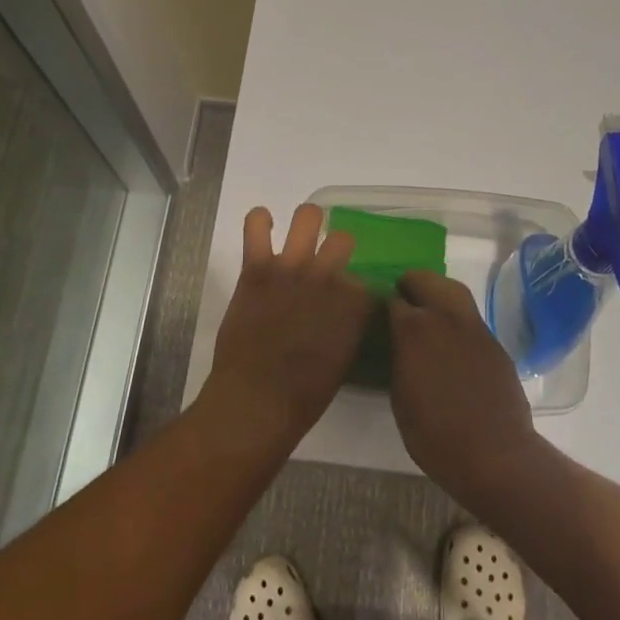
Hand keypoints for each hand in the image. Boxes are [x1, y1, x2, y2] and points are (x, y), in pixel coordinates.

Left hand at [199, 205, 370, 444]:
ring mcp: (292, 269)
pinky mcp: (257, 268)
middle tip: (326, 260)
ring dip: (307, 222)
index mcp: (354, 304)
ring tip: (301, 232)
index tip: (347, 297)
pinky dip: (259, 220)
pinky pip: (256, 226)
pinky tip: (263, 225)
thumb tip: (346, 313)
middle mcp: (328, 278)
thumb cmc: (303, 395)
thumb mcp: (343, 361)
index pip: (364, 279)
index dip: (355, 287)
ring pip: (308, 217)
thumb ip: (348, 327)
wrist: (256, 401)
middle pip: (343, 239)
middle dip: (337, 248)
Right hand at [388, 271, 542, 503]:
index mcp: (414, 329)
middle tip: (403, 296)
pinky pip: (471, 318)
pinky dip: (457, 318)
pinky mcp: (494, 342)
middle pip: (426, 280)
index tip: (381, 312)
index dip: (386, 304)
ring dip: (437, 292)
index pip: (394, 300)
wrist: (494, 453)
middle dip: (412, 284)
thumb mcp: (400, 397)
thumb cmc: (434, 434)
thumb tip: (399, 344)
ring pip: (453, 291)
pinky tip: (453, 339)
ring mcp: (474, 327)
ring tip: (429, 307)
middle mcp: (445, 317)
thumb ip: (398, 360)